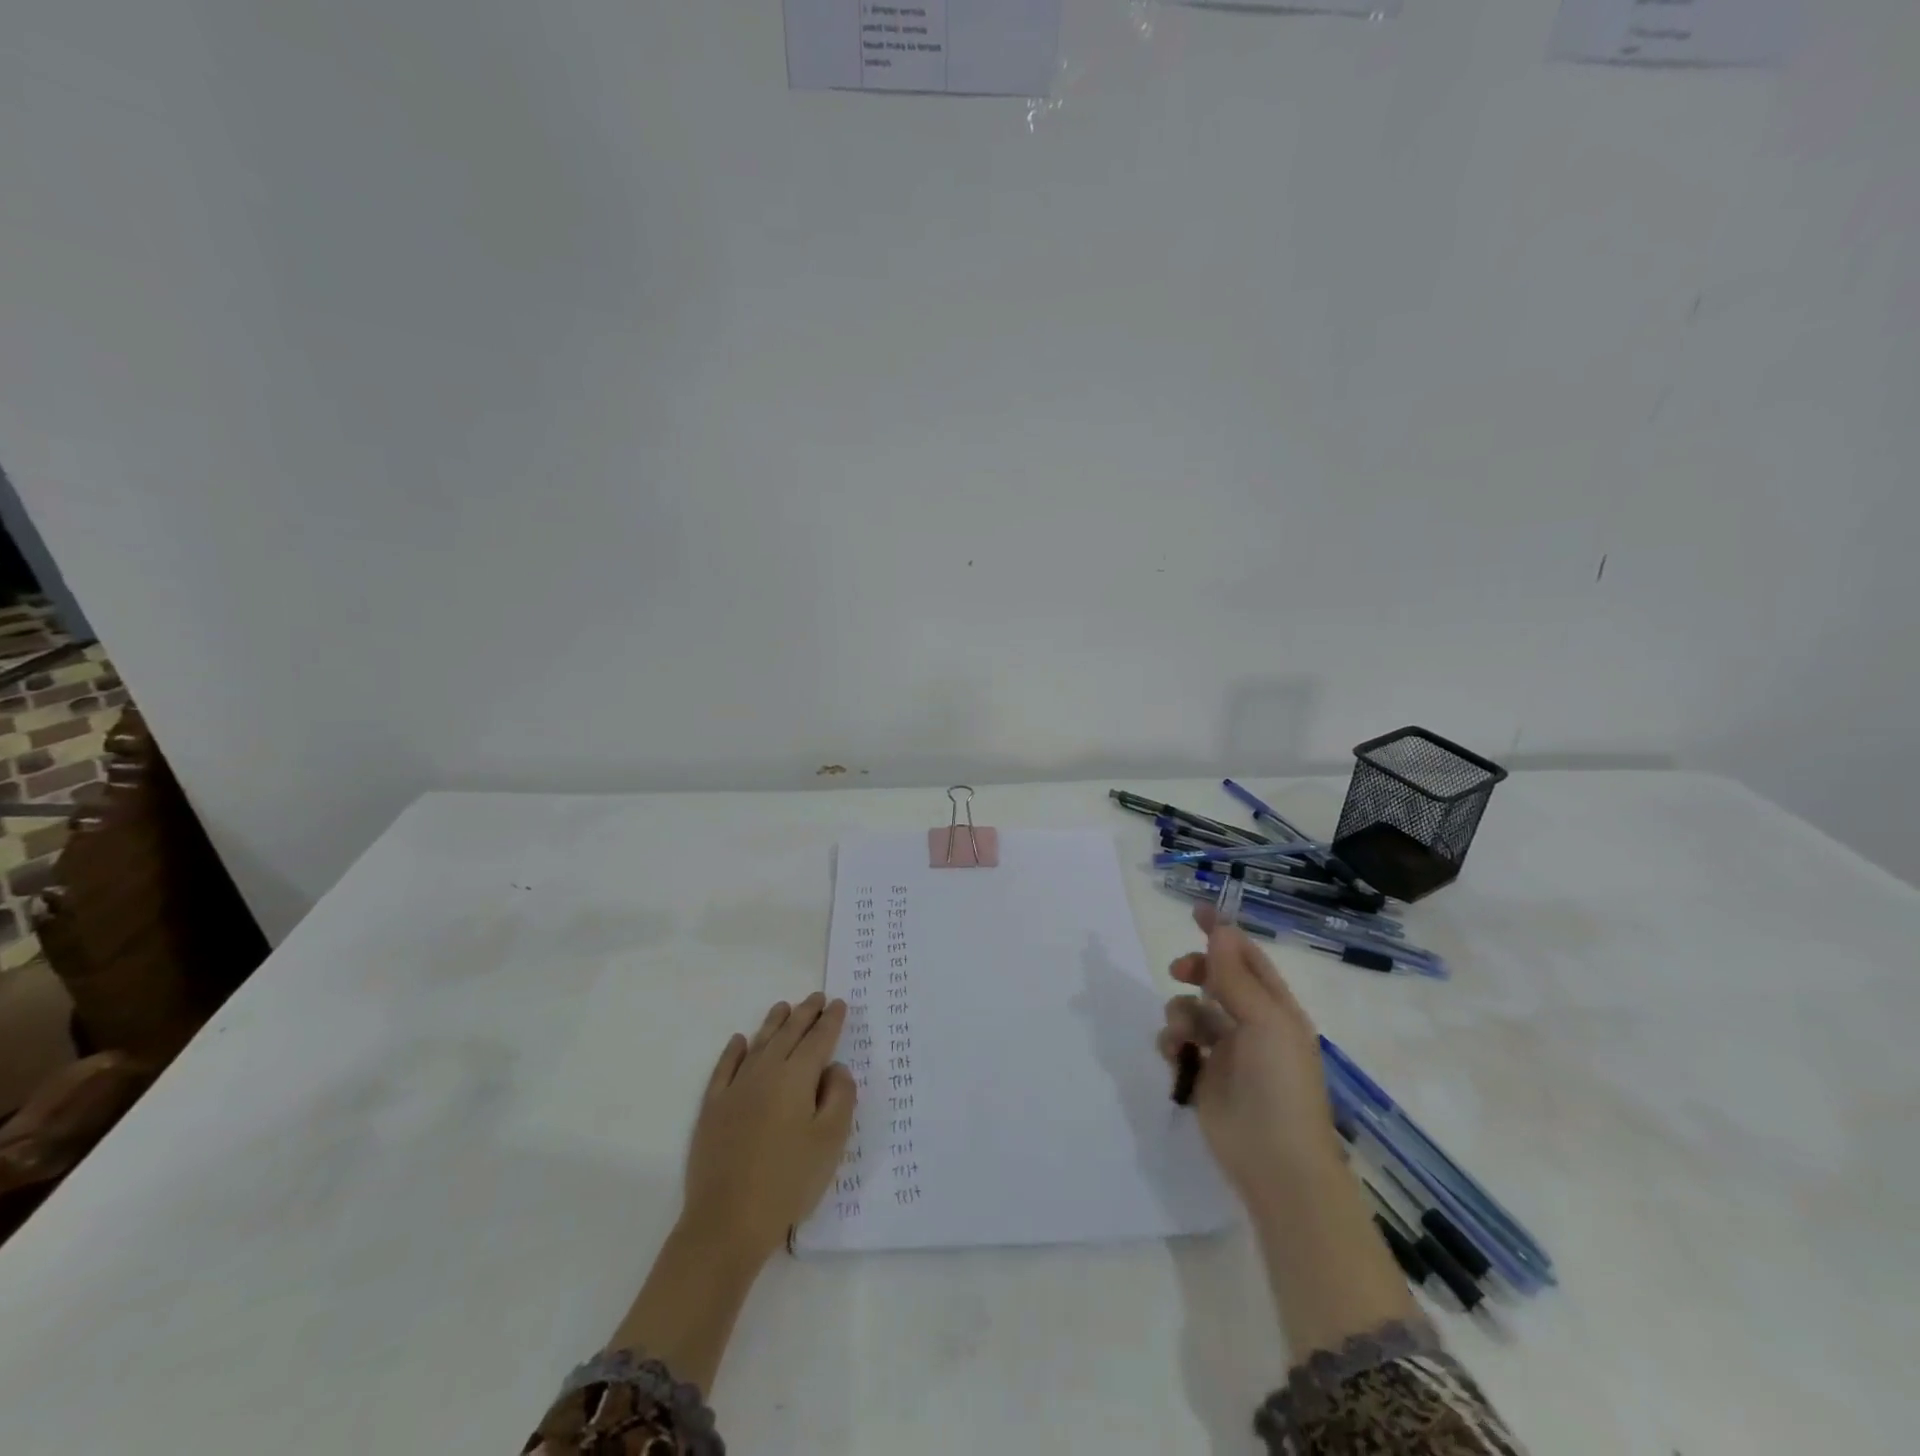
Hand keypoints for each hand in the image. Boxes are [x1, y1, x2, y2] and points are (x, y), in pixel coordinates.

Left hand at [682, 993, 856, 1264]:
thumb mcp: (831, 1141)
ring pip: (758, 1044)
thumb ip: (840, 1096)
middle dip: (805, 1014)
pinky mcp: (712, 1109)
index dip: (831, 1021)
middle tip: (817, 998)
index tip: (840, 1004)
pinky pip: (724, 1068)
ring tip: (784, 1007)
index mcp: (796, 1078)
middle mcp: (765, 1073)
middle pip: (789, 1035)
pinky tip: (739, 1041)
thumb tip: (835, 1068)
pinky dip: (733, 1051)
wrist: (726, 1223)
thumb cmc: (788, 1181)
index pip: (818, 1040)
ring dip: (774, 1023)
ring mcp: (735, 1089)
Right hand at [1156, 906, 1341, 1213]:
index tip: (1195, 911)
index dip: (1223, 934)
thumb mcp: (1265, 1022)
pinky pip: (1179, 1043)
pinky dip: (1172, 1042)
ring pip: (1191, 1010)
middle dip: (1195, 970)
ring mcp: (1226, 1052)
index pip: (1248, 958)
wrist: (1276, 1164)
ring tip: (1183, 1034)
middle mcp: (1251, 1025)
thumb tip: (1220, 930)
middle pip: (1216, 980)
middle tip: (1178, 971)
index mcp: (1276, 1009)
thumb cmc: (1280, 1086)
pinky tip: (1175, 1055)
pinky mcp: (1203, 1077)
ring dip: (1180, 1012)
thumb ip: (1236, 977)